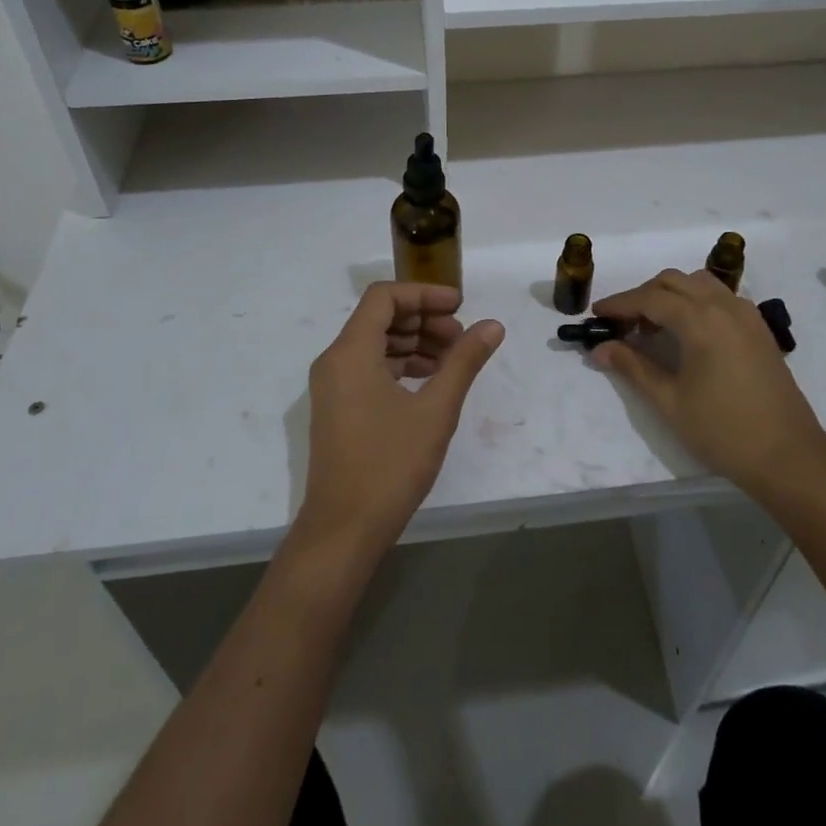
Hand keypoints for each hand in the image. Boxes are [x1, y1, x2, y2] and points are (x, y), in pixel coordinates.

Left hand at [298, 283, 504, 556]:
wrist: (343, 531)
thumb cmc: (390, 464)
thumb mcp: (436, 409)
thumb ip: (464, 361)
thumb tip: (492, 325)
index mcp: (351, 352)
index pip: (385, 297)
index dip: (424, 294)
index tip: (460, 306)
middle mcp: (335, 361)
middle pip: (380, 318)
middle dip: (423, 319)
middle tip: (462, 336)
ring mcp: (332, 386)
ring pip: (375, 344)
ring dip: (415, 342)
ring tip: (453, 358)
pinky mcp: (338, 408)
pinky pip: (369, 368)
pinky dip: (400, 365)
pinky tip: (431, 381)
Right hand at [593, 269, 825, 501]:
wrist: (788, 456)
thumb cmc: (723, 431)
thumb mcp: (670, 401)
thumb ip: (632, 368)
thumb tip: (599, 349)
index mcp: (700, 320)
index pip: (649, 298)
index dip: (619, 304)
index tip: (595, 315)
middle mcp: (724, 306)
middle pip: (673, 281)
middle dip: (643, 296)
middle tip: (622, 325)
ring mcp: (746, 314)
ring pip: (699, 283)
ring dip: (671, 294)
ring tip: (655, 327)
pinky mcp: (759, 328)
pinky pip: (720, 297)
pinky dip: (696, 301)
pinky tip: (688, 332)